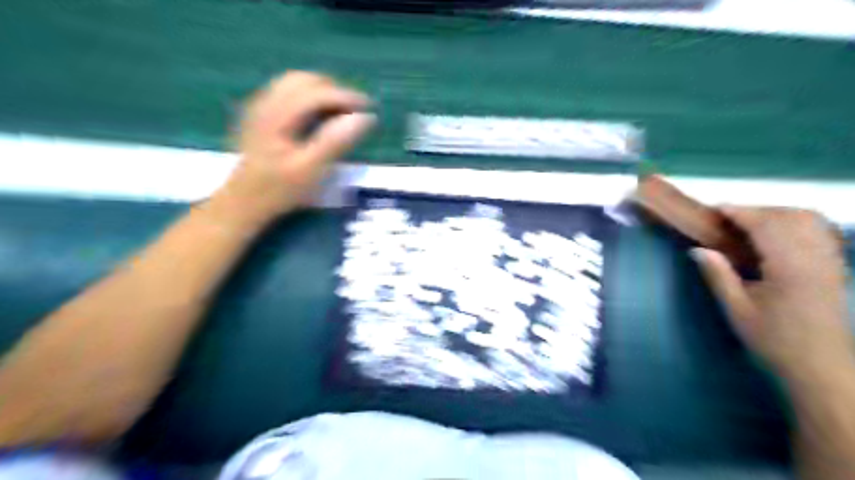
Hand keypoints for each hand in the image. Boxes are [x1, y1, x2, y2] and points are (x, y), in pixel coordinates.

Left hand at [215, 70, 372, 223]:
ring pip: (294, 84)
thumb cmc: (279, 190)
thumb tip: (364, 118)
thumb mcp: (311, 170)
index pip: (317, 92)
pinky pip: (287, 94)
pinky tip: (318, 117)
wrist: (244, 204)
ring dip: (321, 93)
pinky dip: (308, 98)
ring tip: (341, 113)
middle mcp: (266, 104)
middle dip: (333, 91)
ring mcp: (260, 109)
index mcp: (277, 115)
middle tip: (355, 111)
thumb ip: (336, 141)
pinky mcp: (260, 117)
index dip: (346, 97)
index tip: (369, 109)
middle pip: (304, 80)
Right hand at [690, 209, 849, 384]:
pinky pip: (820, 231)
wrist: (822, 367)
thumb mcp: (737, 310)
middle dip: (757, 210)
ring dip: (778, 213)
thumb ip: (719, 275)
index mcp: (790, 268)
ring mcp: (829, 261)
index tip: (716, 208)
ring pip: (809, 220)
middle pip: (790, 216)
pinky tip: (778, 233)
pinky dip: (797, 223)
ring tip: (750, 223)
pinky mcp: (834, 267)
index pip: (766, 225)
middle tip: (728, 218)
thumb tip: (697, 249)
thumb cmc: (775, 340)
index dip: (740, 212)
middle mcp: (815, 258)